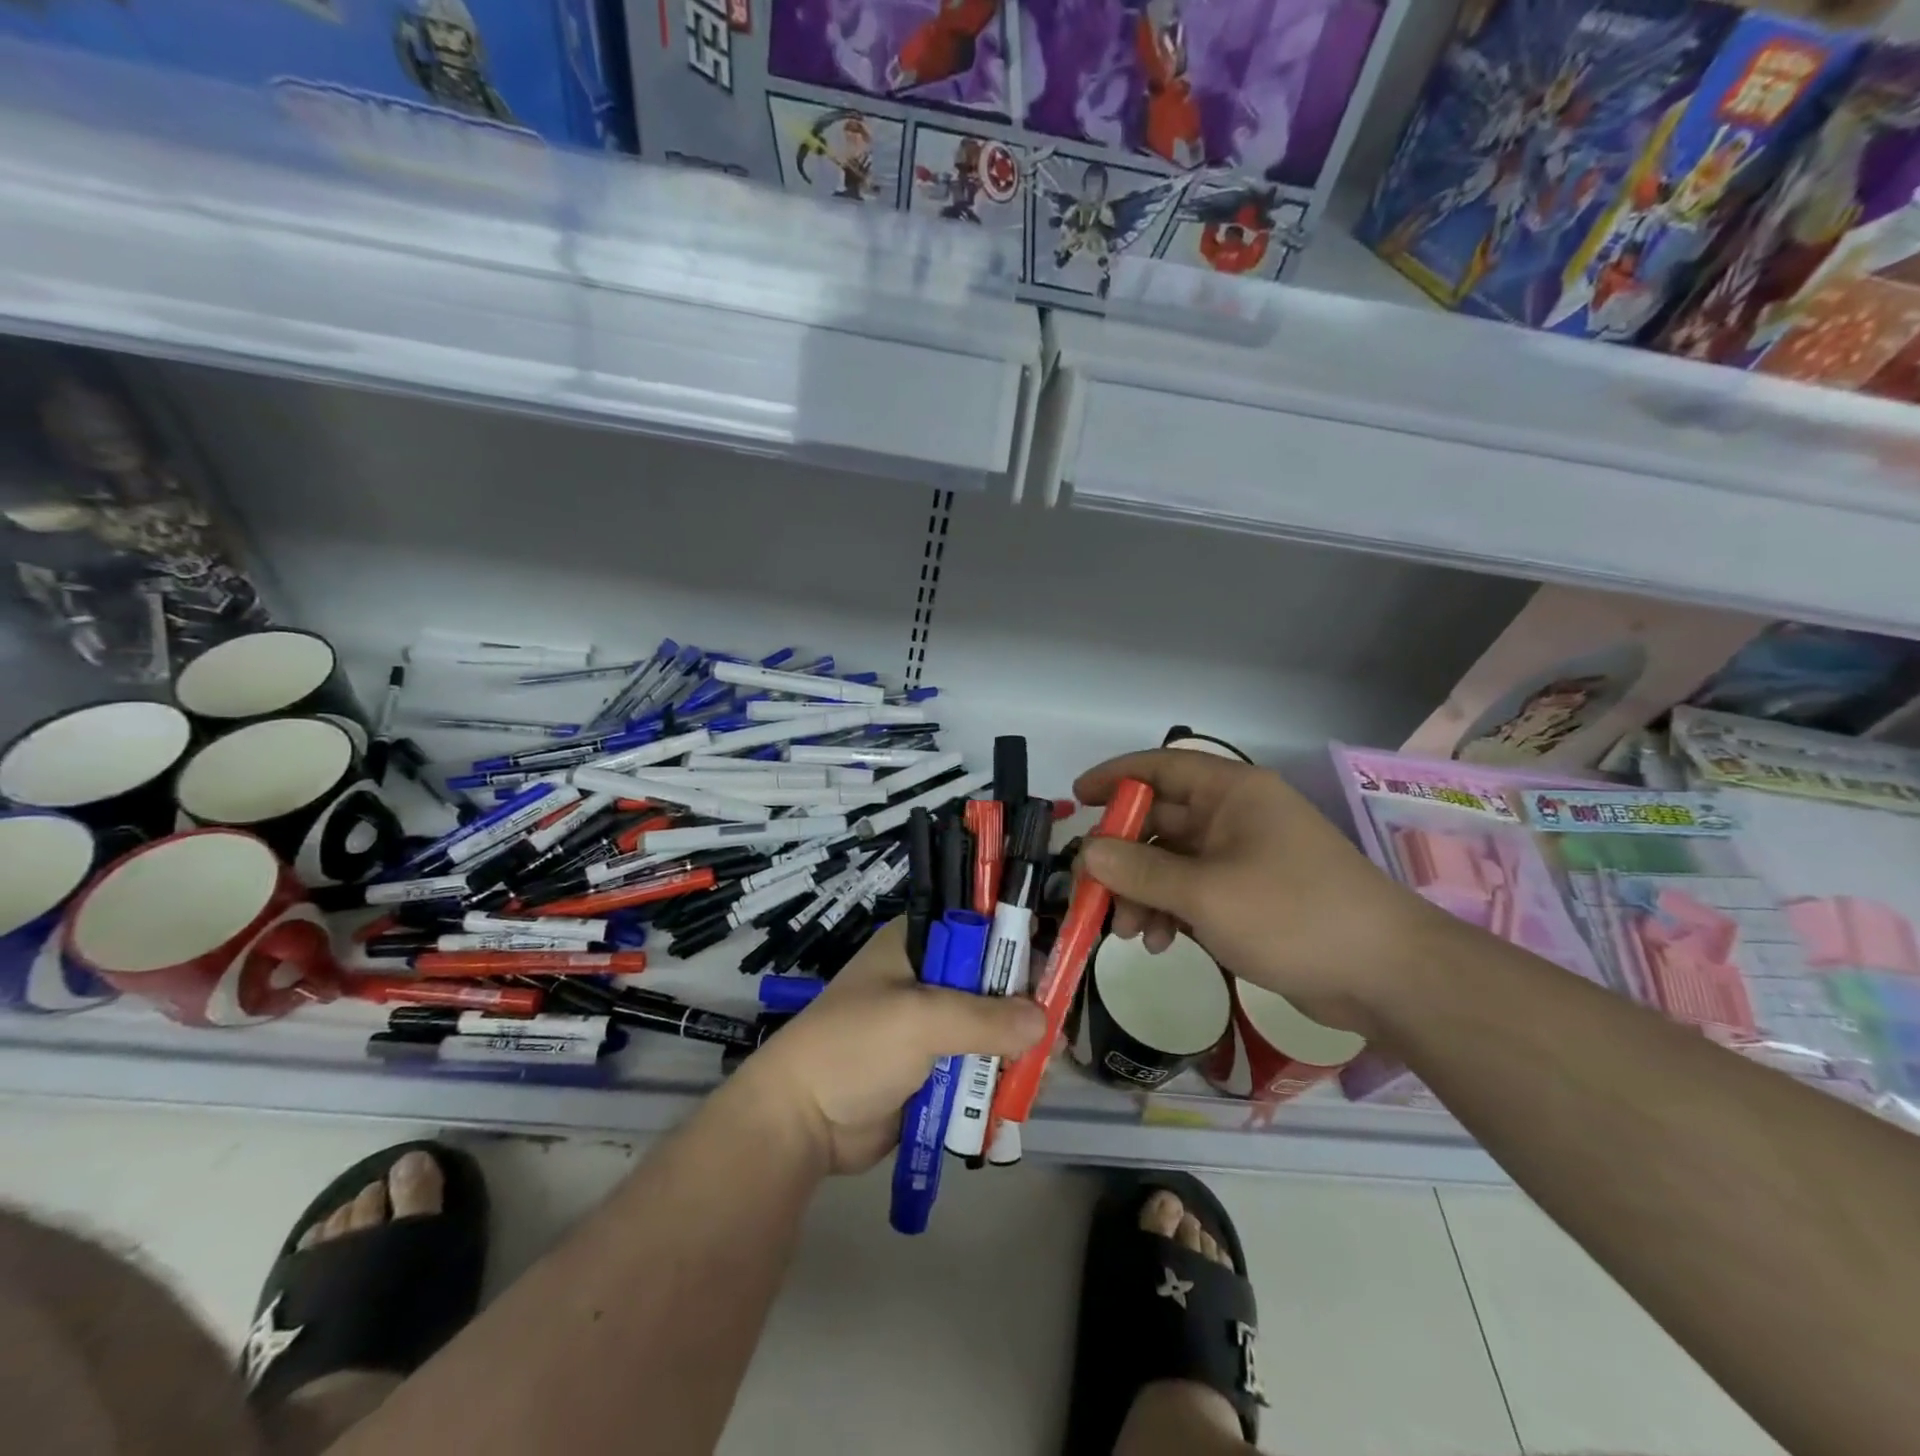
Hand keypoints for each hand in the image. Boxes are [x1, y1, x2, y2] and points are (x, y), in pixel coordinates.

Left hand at [731, 921, 1046, 1174]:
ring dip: (1016, 1049)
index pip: (980, 928)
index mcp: (918, 944)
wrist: (801, 1121)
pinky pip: (978, 1065)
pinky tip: (1023, 1093)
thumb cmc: (856, 1047)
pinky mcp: (933, 1068)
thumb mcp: (921, 1020)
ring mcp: (931, 1025)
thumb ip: (985, 1019)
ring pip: (991, 1027)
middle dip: (1024, 1008)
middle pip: (993, 981)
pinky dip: (999, 1078)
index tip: (1051, 975)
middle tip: (1053, 1037)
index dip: (1017, 946)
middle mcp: (928, 977)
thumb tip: (1045, 1022)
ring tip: (1042, 1072)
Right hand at [1074, 749, 1445, 1036]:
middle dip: (1121, 858)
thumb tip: (1086, 852)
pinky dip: (1169, 912)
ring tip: (1126, 933)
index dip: (1115, 777)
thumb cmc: (1293, 914)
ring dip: (1142, 892)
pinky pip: (1193, 892)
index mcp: (1231, 793)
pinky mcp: (1251, 896)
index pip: (1160, 767)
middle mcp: (1235, 817)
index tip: (1076, 799)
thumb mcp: (1205, 893)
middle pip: (1159, 822)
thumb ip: (1139, 871)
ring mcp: (1244, 858)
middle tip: (1091, 894)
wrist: (1387, 975)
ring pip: (1172, 862)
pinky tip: (1159, 943)